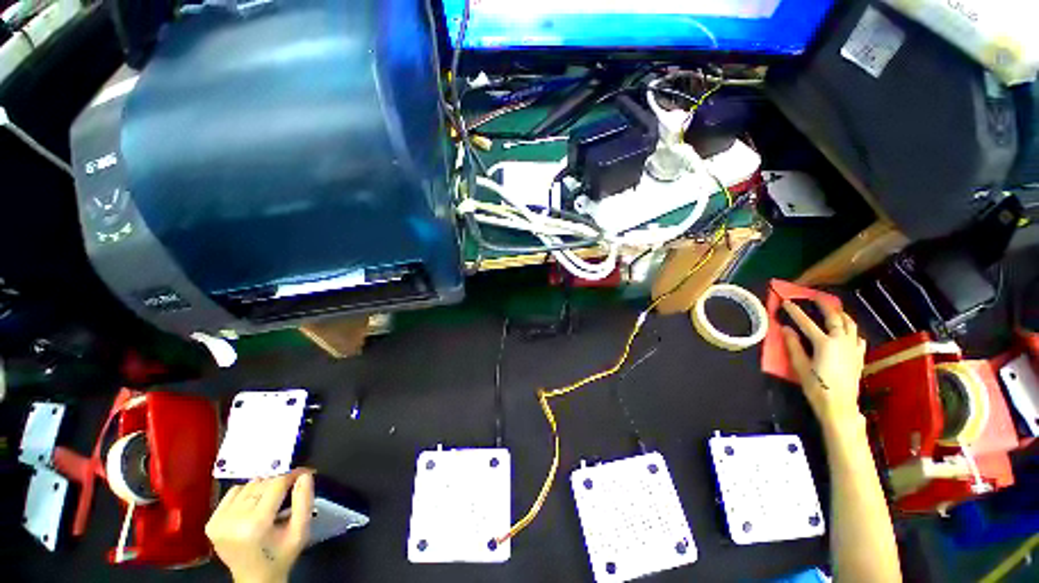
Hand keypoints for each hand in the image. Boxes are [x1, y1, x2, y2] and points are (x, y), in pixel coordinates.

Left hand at [205, 469, 314, 582]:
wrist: (255, 579)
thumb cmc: (281, 556)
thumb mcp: (300, 531)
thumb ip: (304, 501)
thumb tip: (305, 474)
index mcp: (255, 524)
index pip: (277, 484)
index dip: (293, 475)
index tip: (305, 473)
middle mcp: (233, 520)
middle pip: (262, 483)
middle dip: (279, 482)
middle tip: (290, 490)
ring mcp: (219, 521)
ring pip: (248, 485)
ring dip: (264, 487)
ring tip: (272, 500)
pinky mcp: (211, 522)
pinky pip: (233, 492)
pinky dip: (247, 492)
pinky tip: (253, 505)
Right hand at [781, 298, 867, 435]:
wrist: (840, 406)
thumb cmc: (816, 387)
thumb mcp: (800, 367)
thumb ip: (793, 346)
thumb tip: (786, 329)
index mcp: (824, 343)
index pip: (806, 323)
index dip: (795, 311)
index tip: (787, 302)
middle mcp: (841, 342)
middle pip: (834, 318)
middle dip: (825, 305)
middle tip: (816, 296)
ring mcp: (852, 348)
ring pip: (850, 325)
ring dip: (841, 315)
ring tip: (834, 310)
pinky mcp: (858, 357)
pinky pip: (857, 338)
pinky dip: (852, 331)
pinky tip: (848, 332)